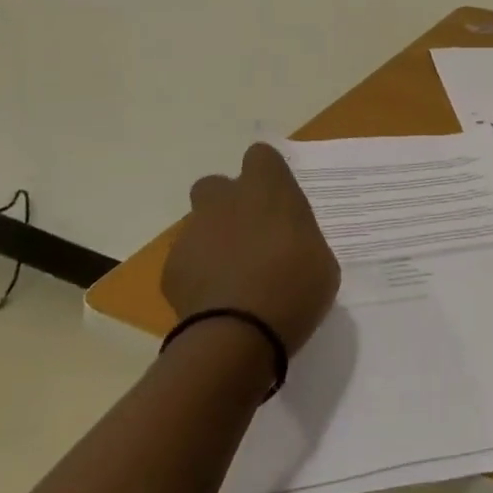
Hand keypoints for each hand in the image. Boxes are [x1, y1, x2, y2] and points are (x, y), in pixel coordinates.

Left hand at [163, 144, 340, 356]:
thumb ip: (300, 241)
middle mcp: (226, 200)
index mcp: (268, 188)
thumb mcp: (320, 261)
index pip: (261, 156)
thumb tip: (291, 247)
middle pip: (217, 185)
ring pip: (199, 225)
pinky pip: (185, 263)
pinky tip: (214, 302)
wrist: (238, 336)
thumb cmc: (294, 288)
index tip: (277, 199)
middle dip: (227, 204)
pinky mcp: (171, 269)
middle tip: (249, 235)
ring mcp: (194, 233)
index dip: (267, 174)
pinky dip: (197, 276)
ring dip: (212, 241)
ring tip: (231, 277)